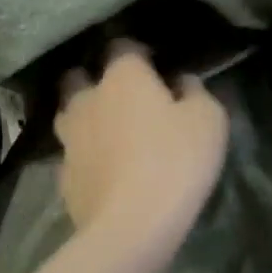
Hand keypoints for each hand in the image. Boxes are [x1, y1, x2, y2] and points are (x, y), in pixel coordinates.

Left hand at [56, 41, 228, 243]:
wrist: (130, 226)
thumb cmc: (176, 162)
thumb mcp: (208, 120)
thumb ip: (195, 91)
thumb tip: (181, 81)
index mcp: (123, 77)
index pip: (122, 46)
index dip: (137, 52)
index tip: (154, 64)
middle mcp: (88, 99)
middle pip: (79, 77)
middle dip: (95, 79)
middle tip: (122, 96)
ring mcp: (69, 139)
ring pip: (69, 115)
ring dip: (86, 117)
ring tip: (108, 131)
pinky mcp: (63, 176)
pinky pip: (72, 154)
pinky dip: (86, 156)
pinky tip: (103, 169)